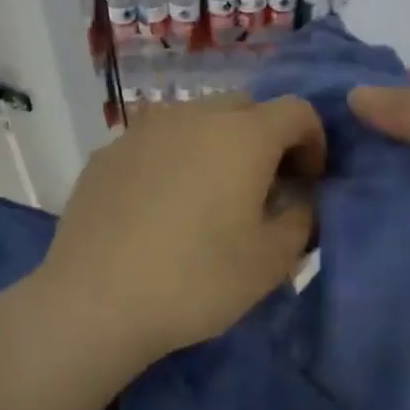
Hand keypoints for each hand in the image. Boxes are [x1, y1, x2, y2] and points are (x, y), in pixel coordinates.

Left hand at [35, 94, 325, 369]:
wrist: (95, 302)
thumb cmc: (197, 280)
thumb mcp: (272, 261)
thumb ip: (302, 217)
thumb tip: (297, 196)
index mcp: (244, 135)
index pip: (297, 111)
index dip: (314, 141)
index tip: (308, 182)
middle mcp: (194, 116)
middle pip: (245, 108)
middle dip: (266, 139)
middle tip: (262, 188)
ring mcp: (144, 130)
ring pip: (196, 119)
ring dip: (217, 145)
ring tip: (209, 195)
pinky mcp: (107, 153)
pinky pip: (157, 142)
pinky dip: (174, 159)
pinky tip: (161, 206)